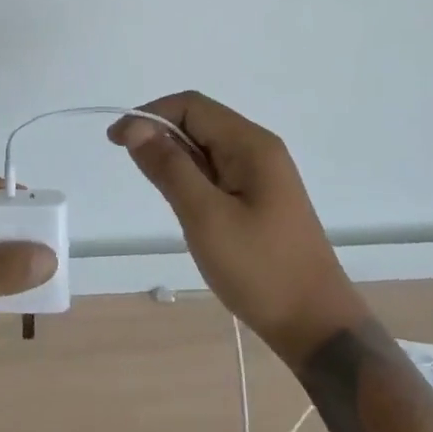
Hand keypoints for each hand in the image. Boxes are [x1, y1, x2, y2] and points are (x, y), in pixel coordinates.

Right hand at [111, 93, 366, 365]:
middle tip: (131, 166)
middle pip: (200, 121)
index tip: (116, 141)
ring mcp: (262, 175)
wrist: (317, 326)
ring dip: (175, 156)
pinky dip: (191, 176)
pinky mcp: (260, 198)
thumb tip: (136, 127)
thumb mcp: (206, 217)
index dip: (150, 115)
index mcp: (251, 145)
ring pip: (207, 147)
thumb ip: (170, 168)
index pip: (192, 105)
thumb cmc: (260, 270)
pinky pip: (217, 171)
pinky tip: (181, 201)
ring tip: (155, 187)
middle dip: (160, 133)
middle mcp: (259, 149)